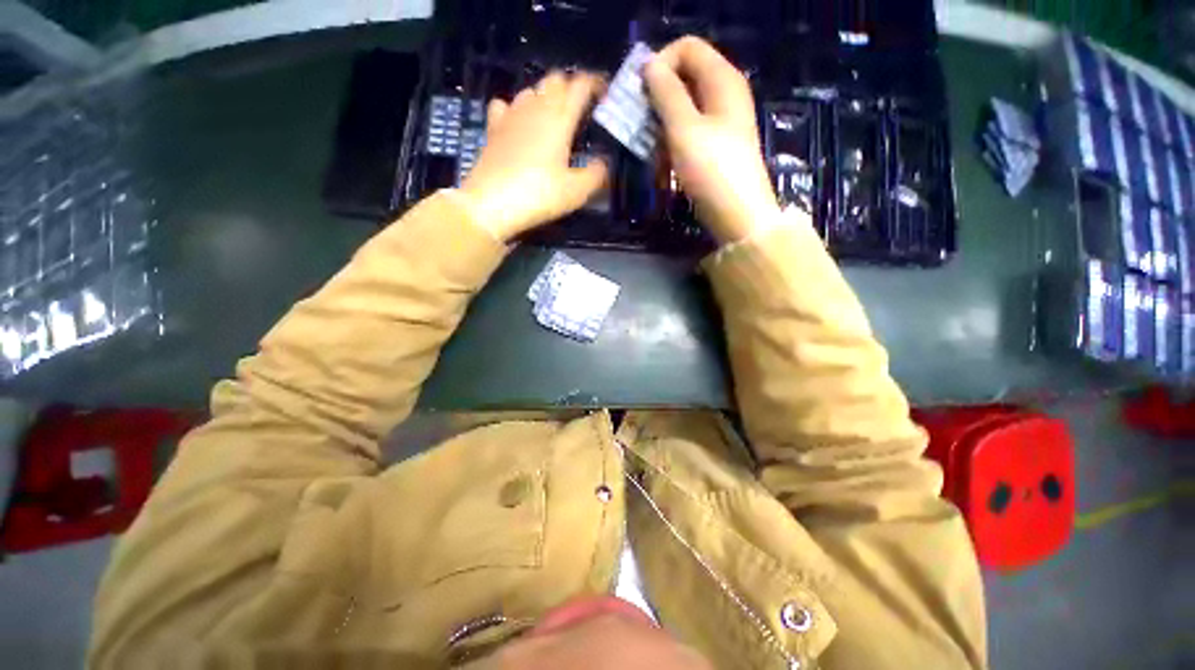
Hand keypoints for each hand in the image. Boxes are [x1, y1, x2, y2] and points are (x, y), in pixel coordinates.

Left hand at [460, 71, 609, 240]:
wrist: (491, 204)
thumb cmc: (539, 195)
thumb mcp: (577, 191)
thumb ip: (597, 174)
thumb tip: (604, 162)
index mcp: (559, 118)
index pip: (580, 85)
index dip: (595, 83)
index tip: (605, 93)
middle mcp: (535, 107)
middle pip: (554, 80)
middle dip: (571, 87)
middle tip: (582, 107)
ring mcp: (511, 115)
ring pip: (531, 90)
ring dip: (545, 96)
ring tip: (555, 117)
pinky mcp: (493, 128)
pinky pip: (505, 106)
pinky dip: (517, 109)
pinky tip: (519, 123)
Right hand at [643, 37, 780, 243]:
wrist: (738, 216)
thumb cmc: (712, 171)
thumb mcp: (685, 129)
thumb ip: (666, 93)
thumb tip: (649, 65)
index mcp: (722, 80)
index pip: (687, 48)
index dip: (661, 64)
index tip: (640, 94)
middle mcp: (724, 94)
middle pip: (684, 77)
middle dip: (657, 97)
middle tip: (639, 124)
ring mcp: (720, 122)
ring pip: (683, 108)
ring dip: (661, 125)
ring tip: (649, 150)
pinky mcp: (715, 147)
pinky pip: (688, 132)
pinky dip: (672, 142)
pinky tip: (663, 164)